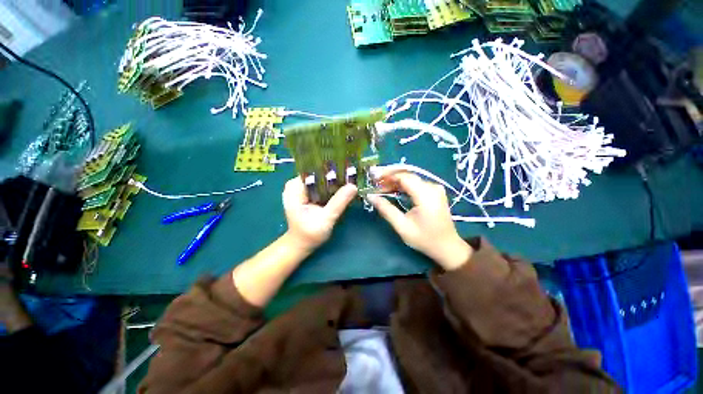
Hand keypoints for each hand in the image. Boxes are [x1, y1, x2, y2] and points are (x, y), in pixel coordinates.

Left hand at [282, 177, 357, 251]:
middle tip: (352, 176)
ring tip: (349, 180)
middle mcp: (296, 184)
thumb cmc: (310, 234)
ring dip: (334, 180)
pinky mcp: (307, 193)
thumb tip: (353, 186)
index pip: (315, 171)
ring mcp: (301, 188)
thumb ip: (339, 202)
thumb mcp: (326, 219)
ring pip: (320, 178)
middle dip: (334, 175)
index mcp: (295, 187)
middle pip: (318, 173)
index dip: (332, 170)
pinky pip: (320, 185)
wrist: (301, 244)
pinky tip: (341, 188)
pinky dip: (330, 186)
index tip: (349, 170)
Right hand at [368, 168, 471, 269]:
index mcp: (426, 195)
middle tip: (375, 183)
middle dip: (389, 177)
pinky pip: (415, 183)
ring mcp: (435, 189)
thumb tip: (370, 196)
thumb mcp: (402, 226)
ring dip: (395, 181)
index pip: (404, 177)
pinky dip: (403, 185)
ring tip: (381, 187)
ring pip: (410, 178)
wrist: (447, 247)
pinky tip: (393, 190)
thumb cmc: (424, 239)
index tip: (373, 179)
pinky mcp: (434, 192)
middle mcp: (432, 187)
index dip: (387, 175)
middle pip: (407, 175)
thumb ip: (386, 209)